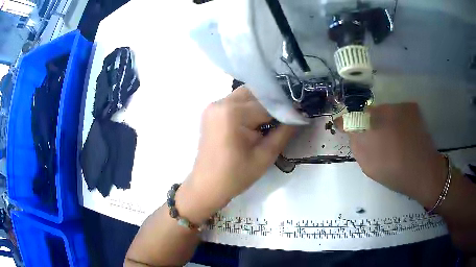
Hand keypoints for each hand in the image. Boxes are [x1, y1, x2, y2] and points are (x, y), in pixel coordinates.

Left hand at [177, 87, 295, 222]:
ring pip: (246, 95)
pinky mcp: (212, 111)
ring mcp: (214, 106)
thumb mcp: (265, 156)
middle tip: (287, 116)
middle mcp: (221, 102)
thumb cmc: (236, 176)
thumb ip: (284, 132)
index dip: (285, 109)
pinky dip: (249, 107)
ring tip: (272, 119)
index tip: (299, 115)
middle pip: (256, 93)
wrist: (207, 186)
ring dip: (261, 103)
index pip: (267, 104)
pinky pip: (235, 101)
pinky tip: (256, 121)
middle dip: (273, 103)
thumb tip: (300, 115)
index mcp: (233, 113)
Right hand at [336, 103, 446, 207]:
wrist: (423, 171)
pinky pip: (397, 110)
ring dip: (383, 120)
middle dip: (367, 123)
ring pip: (383, 110)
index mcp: (368, 129)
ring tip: (392, 137)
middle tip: (376, 138)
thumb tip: (352, 132)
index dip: (345, 122)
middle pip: (367, 112)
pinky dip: (397, 119)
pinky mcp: (410, 107)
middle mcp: (381, 111)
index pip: (349, 119)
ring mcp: (397, 107)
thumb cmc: (394, 173)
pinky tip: (404, 132)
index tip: (342, 126)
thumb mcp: (368, 166)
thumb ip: (357, 145)